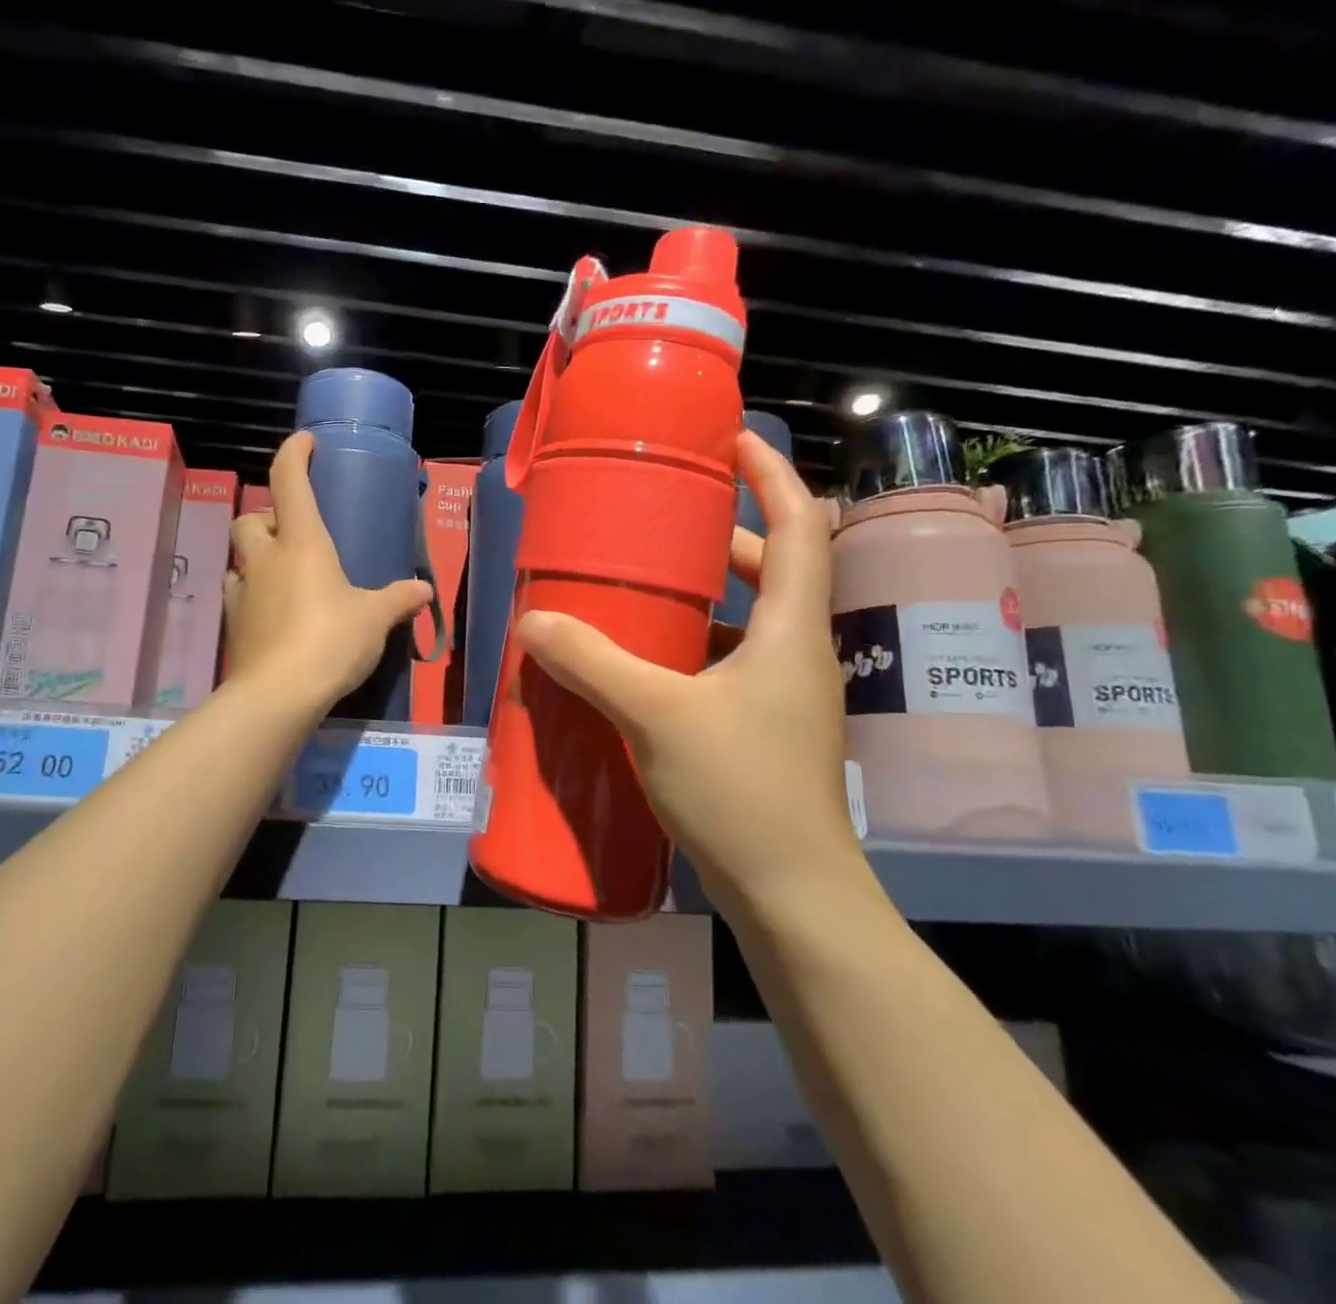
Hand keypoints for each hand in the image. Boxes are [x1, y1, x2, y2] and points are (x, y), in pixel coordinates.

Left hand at [222, 432, 433, 713]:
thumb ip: (398, 599)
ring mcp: (244, 592)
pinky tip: (273, 612)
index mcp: (302, 543)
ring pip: (239, 558)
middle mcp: (266, 559)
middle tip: (294, 532)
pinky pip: (238, 595)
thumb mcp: (374, 618)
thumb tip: (423, 590)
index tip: (304, 442)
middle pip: (250, 519)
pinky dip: (252, 594)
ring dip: (257, 557)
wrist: (279, 694)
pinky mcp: (234, 625)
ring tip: (283, 575)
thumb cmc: (331, 640)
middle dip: (267, 517)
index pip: (288, 481)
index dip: (293, 454)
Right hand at [515, 430, 862, 902]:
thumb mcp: (656, 715)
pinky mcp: (766, 725)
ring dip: (709, 590)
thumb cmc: (741, 791)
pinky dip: (696, 642)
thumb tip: (534, 619)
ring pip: (752, 616)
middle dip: (726, 531)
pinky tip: (648, 659)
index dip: (771, 474)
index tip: (729, 442)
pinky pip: (733, 659)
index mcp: (791, 628)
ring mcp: (786, 692)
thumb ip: (593, 662)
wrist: (792, 894)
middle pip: (775, 566)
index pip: (800, 524)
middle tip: (666, 516)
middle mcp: (798, 650)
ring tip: (648, 581)